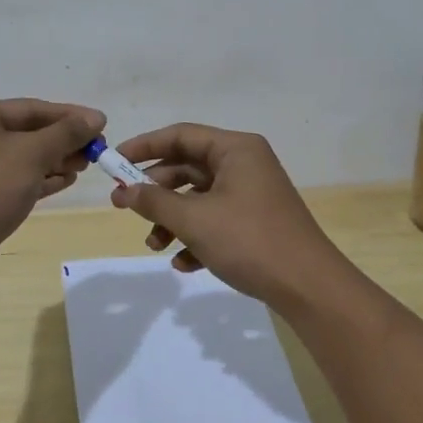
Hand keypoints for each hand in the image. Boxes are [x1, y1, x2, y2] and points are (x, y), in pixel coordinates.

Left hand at [0, 99, 105, 280]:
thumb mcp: (32, 153)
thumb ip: (66, 133)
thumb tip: (95, 118)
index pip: (29, 108)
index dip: (68, 115)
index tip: (101, 123)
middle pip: (26, 132)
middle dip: (63, 139)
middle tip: (96, 149)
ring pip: (22, 158)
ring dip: (55, 159)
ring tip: (85, 165)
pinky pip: (16, 180)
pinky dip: (41, 178)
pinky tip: (66, 180)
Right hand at [109, 123, 348, 309]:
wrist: (308, 286)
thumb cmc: (249, 240)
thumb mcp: (195, 220)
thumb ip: (155, 201)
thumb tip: (124, 191)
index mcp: (236, 149)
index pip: (181, 135)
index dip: (144, 146)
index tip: (113, 162)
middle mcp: (245, 164)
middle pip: (188, 167)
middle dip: (155, 190)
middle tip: (122, 207)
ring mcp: (252, 194)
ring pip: (199, 197)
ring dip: (173, 220)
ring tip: (155, 246)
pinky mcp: (256, 222)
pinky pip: (216, 220)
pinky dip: (196, 237)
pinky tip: (183, 263)